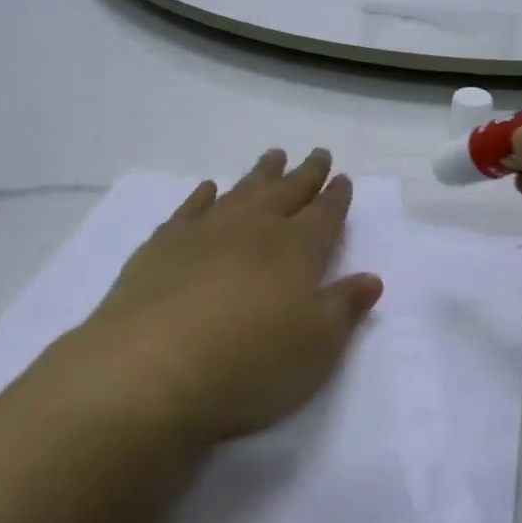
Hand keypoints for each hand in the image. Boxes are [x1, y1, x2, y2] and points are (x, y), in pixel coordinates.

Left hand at [36, 148, 383, 447]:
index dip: (336, 197)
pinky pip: (191, 207)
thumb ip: (344, 308)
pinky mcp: (163, 244)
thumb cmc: (248, 365)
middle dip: (306, 173)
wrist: (150, 369)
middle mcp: (254, 229)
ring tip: (274, 156)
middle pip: (287, 192)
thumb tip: (371, 278)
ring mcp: (205, 231)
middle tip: (318, 153)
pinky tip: (209, 189)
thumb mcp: (316, 349)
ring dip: (261, 174)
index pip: (324, 214)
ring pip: (242, 190)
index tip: (342, 178)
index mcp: (296, 250)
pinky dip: (204, 195)